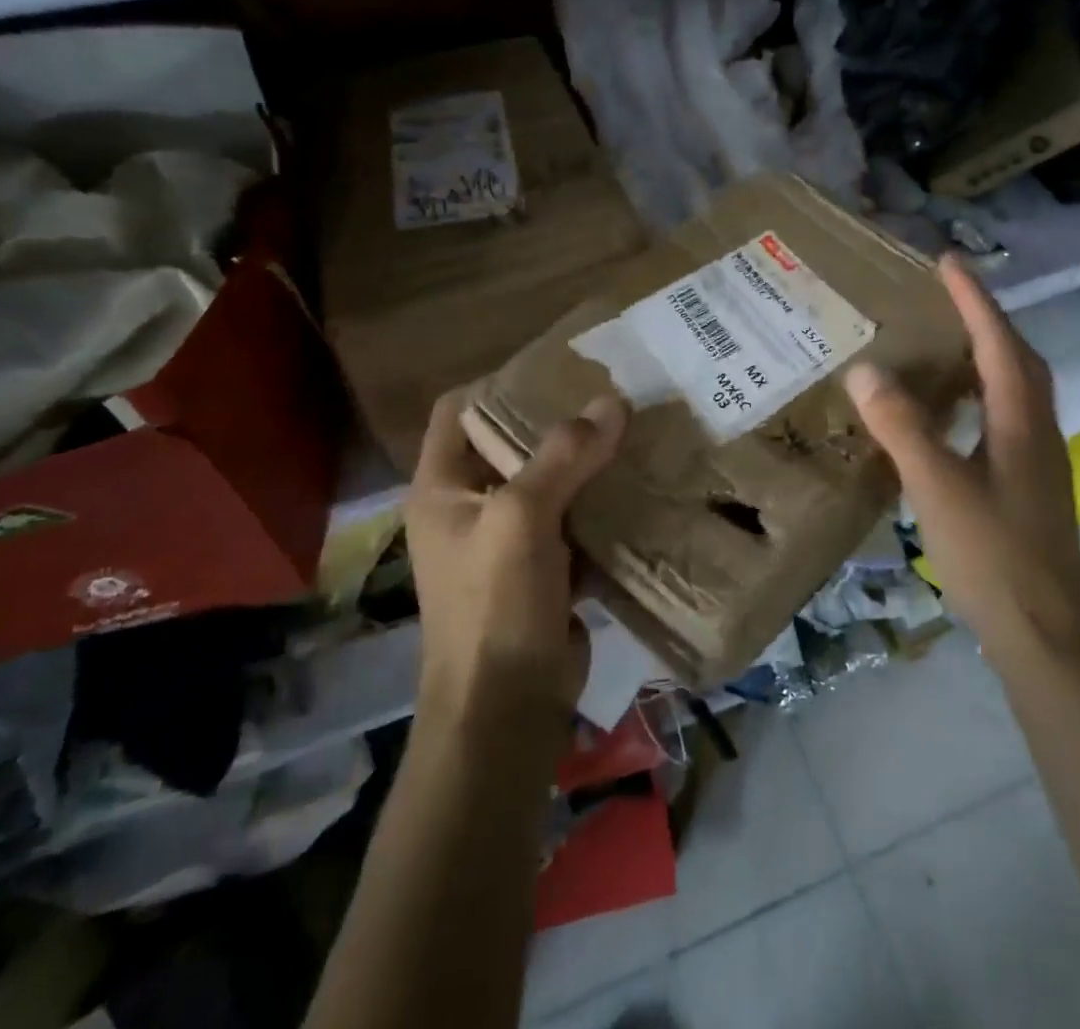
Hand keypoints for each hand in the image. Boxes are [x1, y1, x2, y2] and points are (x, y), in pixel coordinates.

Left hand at [405, 391, 628, 729]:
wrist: (506, 711)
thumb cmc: (494, 606)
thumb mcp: (522, 519)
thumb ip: (565, 455)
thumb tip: (613, 401)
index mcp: (442, 486)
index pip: (459, 410)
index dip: (500, 383)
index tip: (557, 368)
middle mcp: (470, 505)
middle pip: (511, 443)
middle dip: (557, 421)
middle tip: (610, 394)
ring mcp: (507, 539)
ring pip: (548, 481)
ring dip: (585, 462)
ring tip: (632, 429)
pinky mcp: (543, 567)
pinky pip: (572, 519)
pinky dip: (599, 502)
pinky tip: (638, 483)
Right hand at [845, 255, 1079, 655]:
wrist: (1042, 633)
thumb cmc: (992, 555)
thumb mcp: (937, 486)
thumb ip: (903, 427)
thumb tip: (866, 369)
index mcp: (1020, 422)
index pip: (999, 343)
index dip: (974, 300)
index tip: (947, 261)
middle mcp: (1036, 432)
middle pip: (1019, 360)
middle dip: (986, 320)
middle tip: (949, 296)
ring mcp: (1036, 461)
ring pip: (1016, 390)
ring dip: (988, 356)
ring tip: (950, 342)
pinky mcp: (1027, 486)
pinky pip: (1006, 419)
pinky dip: (982, 396)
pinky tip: (954, 415)